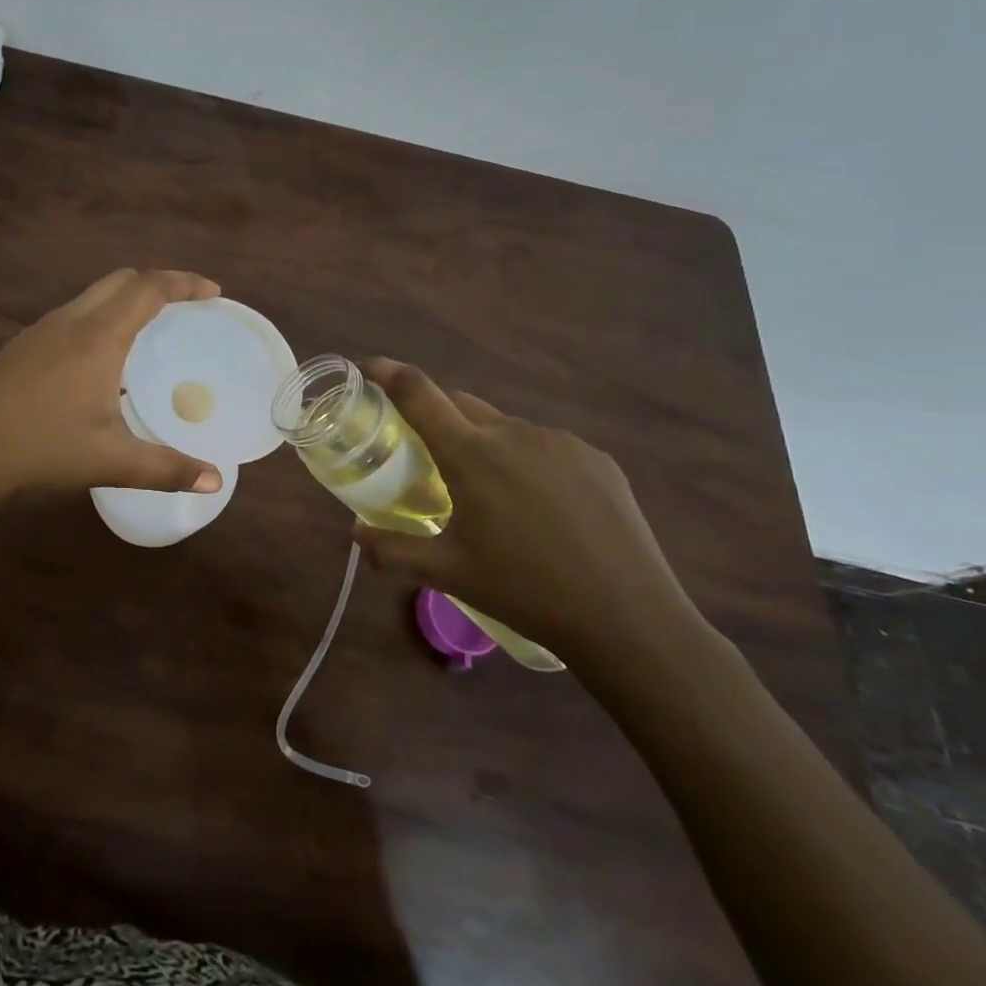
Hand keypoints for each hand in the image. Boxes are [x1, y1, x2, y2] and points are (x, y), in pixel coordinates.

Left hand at [0, 269, 225, 504]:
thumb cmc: (41, 448)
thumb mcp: (110, 461)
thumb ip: (167, 468)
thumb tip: (216, 482)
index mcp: (98, 337)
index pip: (149, 289)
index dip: (185, 283)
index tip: (213, 293)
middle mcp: (71, 321)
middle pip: (120, 280)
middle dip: (157, 284)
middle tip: (185, 307)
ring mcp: (41, 331)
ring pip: (92, 296)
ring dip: (125, 300)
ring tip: (148, 332)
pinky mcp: (21, 347)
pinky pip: (73, 315)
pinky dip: (100, 318)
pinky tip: (100, 362)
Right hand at [352, 359, 709, 672]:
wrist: (629, 619)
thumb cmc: (525, 590)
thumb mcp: (449, 572)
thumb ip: (393, 550)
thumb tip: (355, 535)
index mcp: (470, 454)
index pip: (417, 392)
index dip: (387, 372)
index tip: (368, 367)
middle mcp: (513, 433)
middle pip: (458, 402)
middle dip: (434, 414)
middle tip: (424, 449)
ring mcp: (560, 442)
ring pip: (503, 426)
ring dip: (483, 442)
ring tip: (489, 491)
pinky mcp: (596, 458)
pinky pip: (545, 445)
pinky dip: (526, 460)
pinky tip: (540, 505)